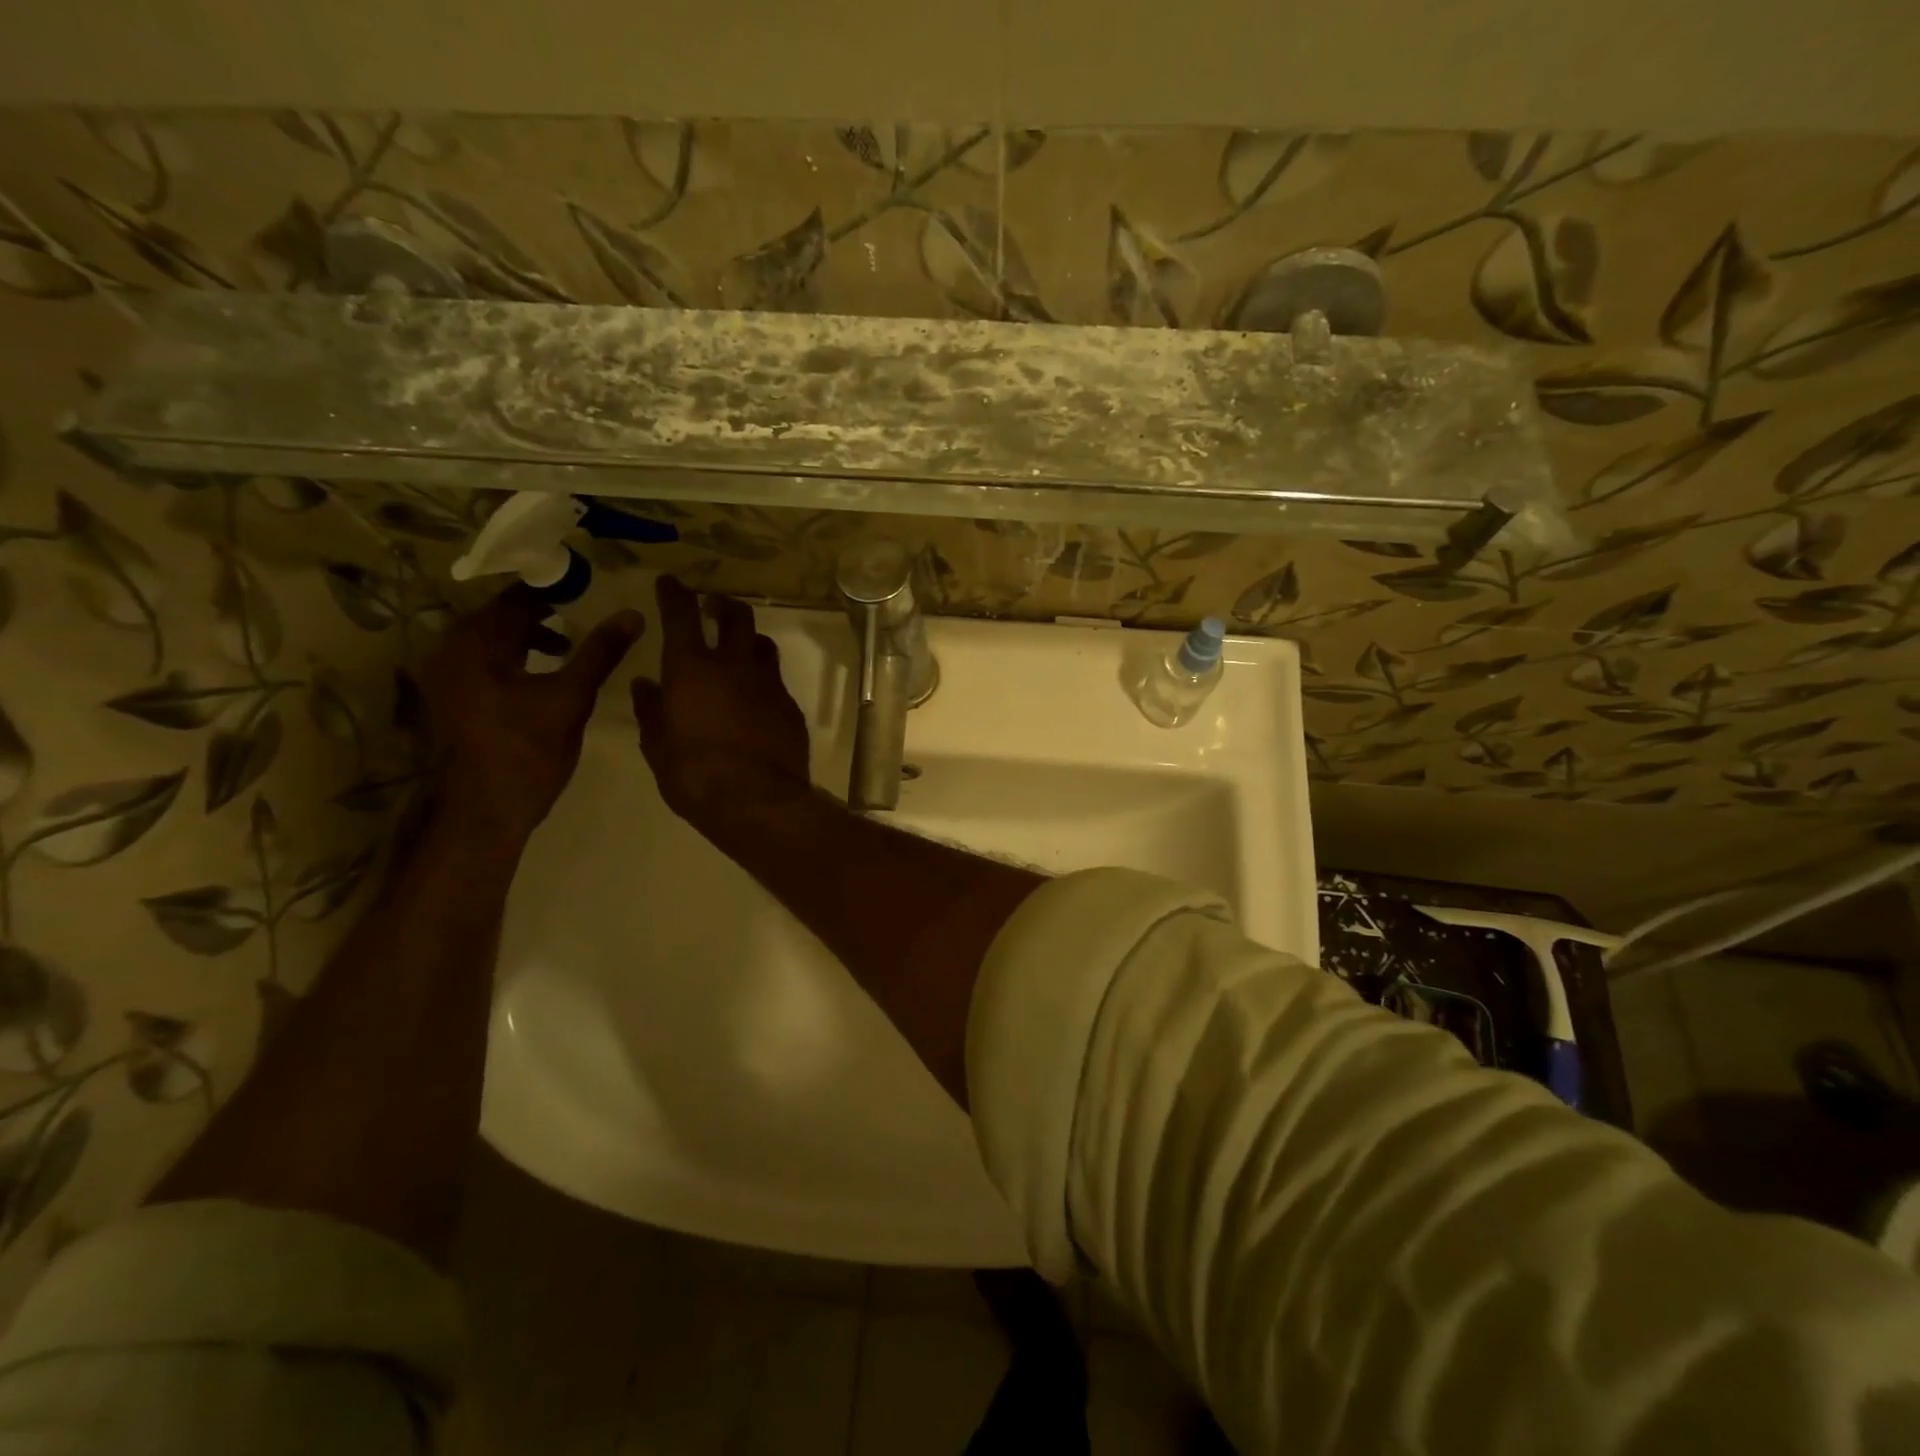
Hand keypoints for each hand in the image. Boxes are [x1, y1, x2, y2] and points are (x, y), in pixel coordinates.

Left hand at [420, 584, 644, 843]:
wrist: (486, 810)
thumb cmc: (529, 751)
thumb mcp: (571, 697)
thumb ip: (600, 652)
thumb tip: (632, 615)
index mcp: (476, 644)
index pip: (516, 597)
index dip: (554, 590)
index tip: (590, 592)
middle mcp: (451, 651)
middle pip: (499, 616)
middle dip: (542, 613)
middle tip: (584, 615)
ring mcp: (445, 677)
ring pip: (491, 640)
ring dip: (528, 636)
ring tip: (567, 646)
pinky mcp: (451, 699)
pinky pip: (483, 661)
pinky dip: (513, 657)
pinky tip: (542, 674)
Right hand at [630, 576, 810, 832]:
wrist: (758, 801)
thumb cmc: (695, 775)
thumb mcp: (658, 746)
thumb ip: (651, 711)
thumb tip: (645, 684)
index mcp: (692, 668)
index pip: (681, 614)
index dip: (675, 593)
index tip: (671, 582)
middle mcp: (735, 665)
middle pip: (736, 616)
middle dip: (723, 605)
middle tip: (713, 607)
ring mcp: (769, 684)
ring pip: (763, 645)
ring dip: (748, 641)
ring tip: (738, 650)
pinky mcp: (791, 707)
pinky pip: (777, 682)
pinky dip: (763, 680)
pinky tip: (756, 698)